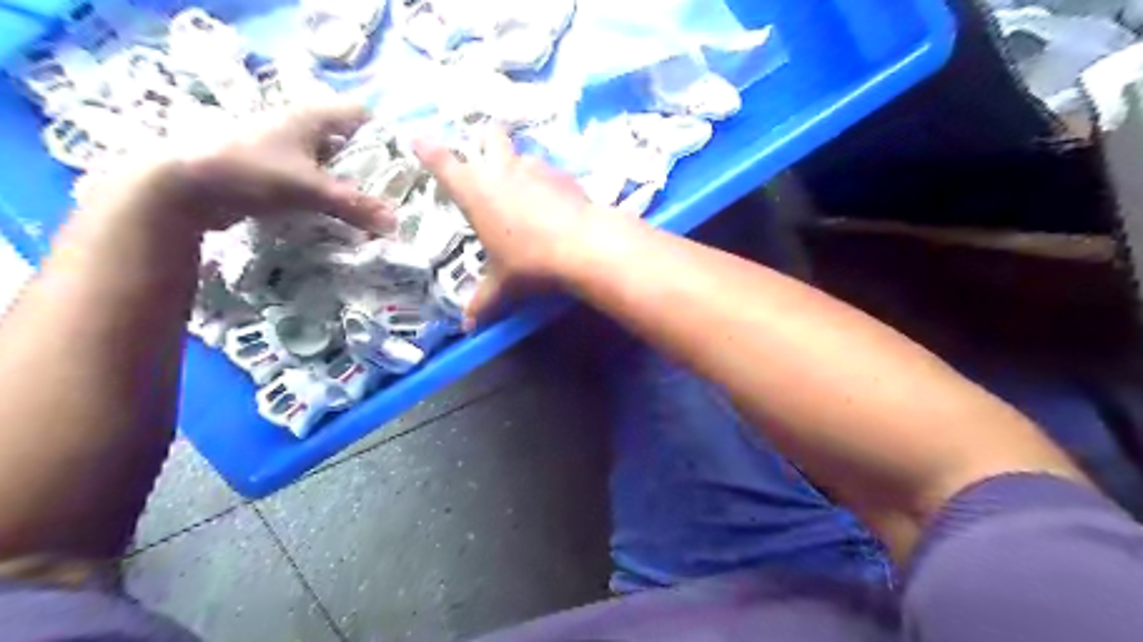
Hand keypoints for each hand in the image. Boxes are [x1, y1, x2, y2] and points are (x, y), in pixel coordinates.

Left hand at [75, 103, 389, 233]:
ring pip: (331, 163)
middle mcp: (301, 127)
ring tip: (375, 206)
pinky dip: (329, 195)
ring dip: (351, 183)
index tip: (405, 162)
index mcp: (311, 116)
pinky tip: (342, 215)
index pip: (361, 114)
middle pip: (349, 140)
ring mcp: (286, 150)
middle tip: (396, 191)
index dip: (385, 134)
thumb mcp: (309, 188)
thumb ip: (355, 205)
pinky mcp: (274, 172)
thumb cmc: (250, 170)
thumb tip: (395, 224)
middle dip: (372, 164)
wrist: (185, 188)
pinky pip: (314, 180)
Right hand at [416, 128, 600, 328]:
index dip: (428, 149)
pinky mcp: (563, 174)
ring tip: (523, 187)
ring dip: (518, 163)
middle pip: (488, 135)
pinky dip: (546, 181)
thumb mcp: (503, 285)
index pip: (442, 162)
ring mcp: (535, 167)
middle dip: (484, 140)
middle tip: (485, 155)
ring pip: (521, 152)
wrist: (584, 246)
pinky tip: (554, 202)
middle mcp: (501, 170)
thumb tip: (468, 327)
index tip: (417, 138)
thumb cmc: (530, 262)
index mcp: (475, 191)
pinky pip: (548, 170)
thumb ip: (484, 302)